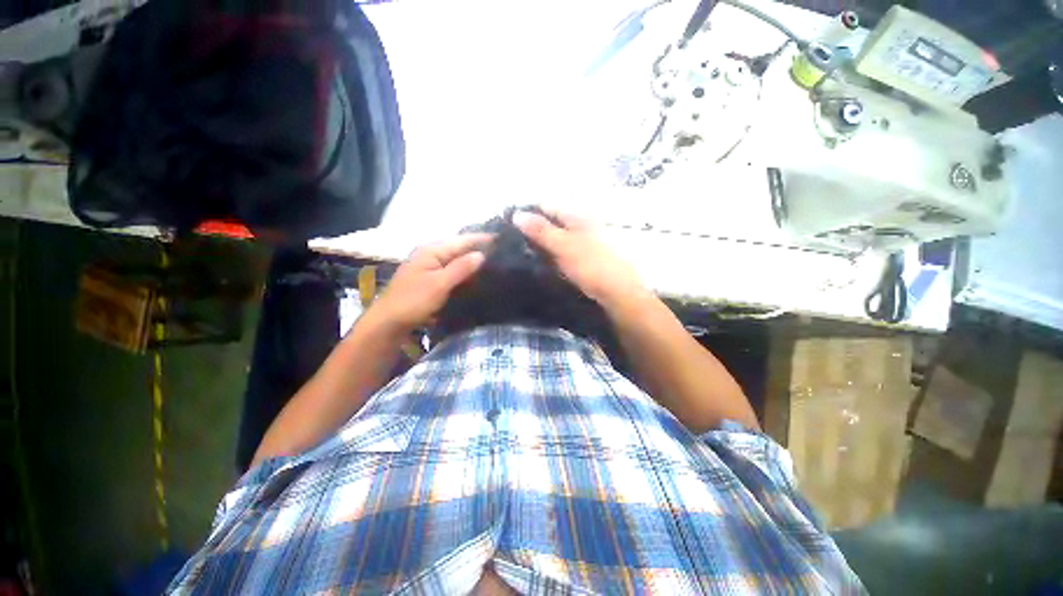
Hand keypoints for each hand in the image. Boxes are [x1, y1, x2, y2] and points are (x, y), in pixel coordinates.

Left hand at [369, 234, 490, 331]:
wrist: (389, 322)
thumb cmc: (413, 301)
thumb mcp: (439, 284)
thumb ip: (461, 268)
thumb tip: (482, 254)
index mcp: (432, 250)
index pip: (462, 240)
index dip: (482, 239)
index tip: (502, 239)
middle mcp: (431, 254)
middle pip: (460, 248)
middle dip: (479, 249)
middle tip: (502, 253)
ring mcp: (430, 267)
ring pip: (457, 260)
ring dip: (473, 261)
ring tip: (494, 263)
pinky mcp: (431, 279)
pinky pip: (452, 271)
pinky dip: (464, 272)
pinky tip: (476, 277)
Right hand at [513, 209, 648, 310]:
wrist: (618, 293)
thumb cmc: (591, 266)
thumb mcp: (564, 246)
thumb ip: (542, 230)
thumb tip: (517, 214)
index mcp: (578, 218)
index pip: (548, 207)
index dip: (529, 211)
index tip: (509, 222)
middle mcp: (583, 227)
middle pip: (553, 222)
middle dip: (534, 228)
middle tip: (512, 239)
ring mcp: (586, 244)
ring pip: (558, 238)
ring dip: (542, 243)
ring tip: (521, 251)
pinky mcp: (586, 260)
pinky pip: (563, 252)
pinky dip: (552, 254)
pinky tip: (542, 262)